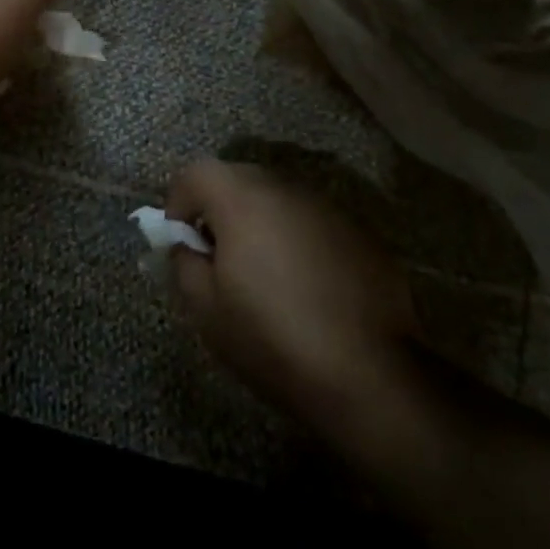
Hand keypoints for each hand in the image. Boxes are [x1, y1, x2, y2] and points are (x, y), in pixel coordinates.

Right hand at [165, 159, 419, 438]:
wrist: (371, 375)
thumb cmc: (273, 339)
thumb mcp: (206, 310)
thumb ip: (184, 263)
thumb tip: (187, 246)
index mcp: (242, 199)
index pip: (195, 173)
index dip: (178, 203)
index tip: (182, 242)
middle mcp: (285, 188)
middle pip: (238, 179)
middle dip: (219, 209)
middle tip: (218, 257)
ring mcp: (327, 207)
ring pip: (278, 199)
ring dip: (260, 223)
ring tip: (264, 274)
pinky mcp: (360, 232)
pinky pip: (312, 222)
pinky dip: (298, 240)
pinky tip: (307, 287)